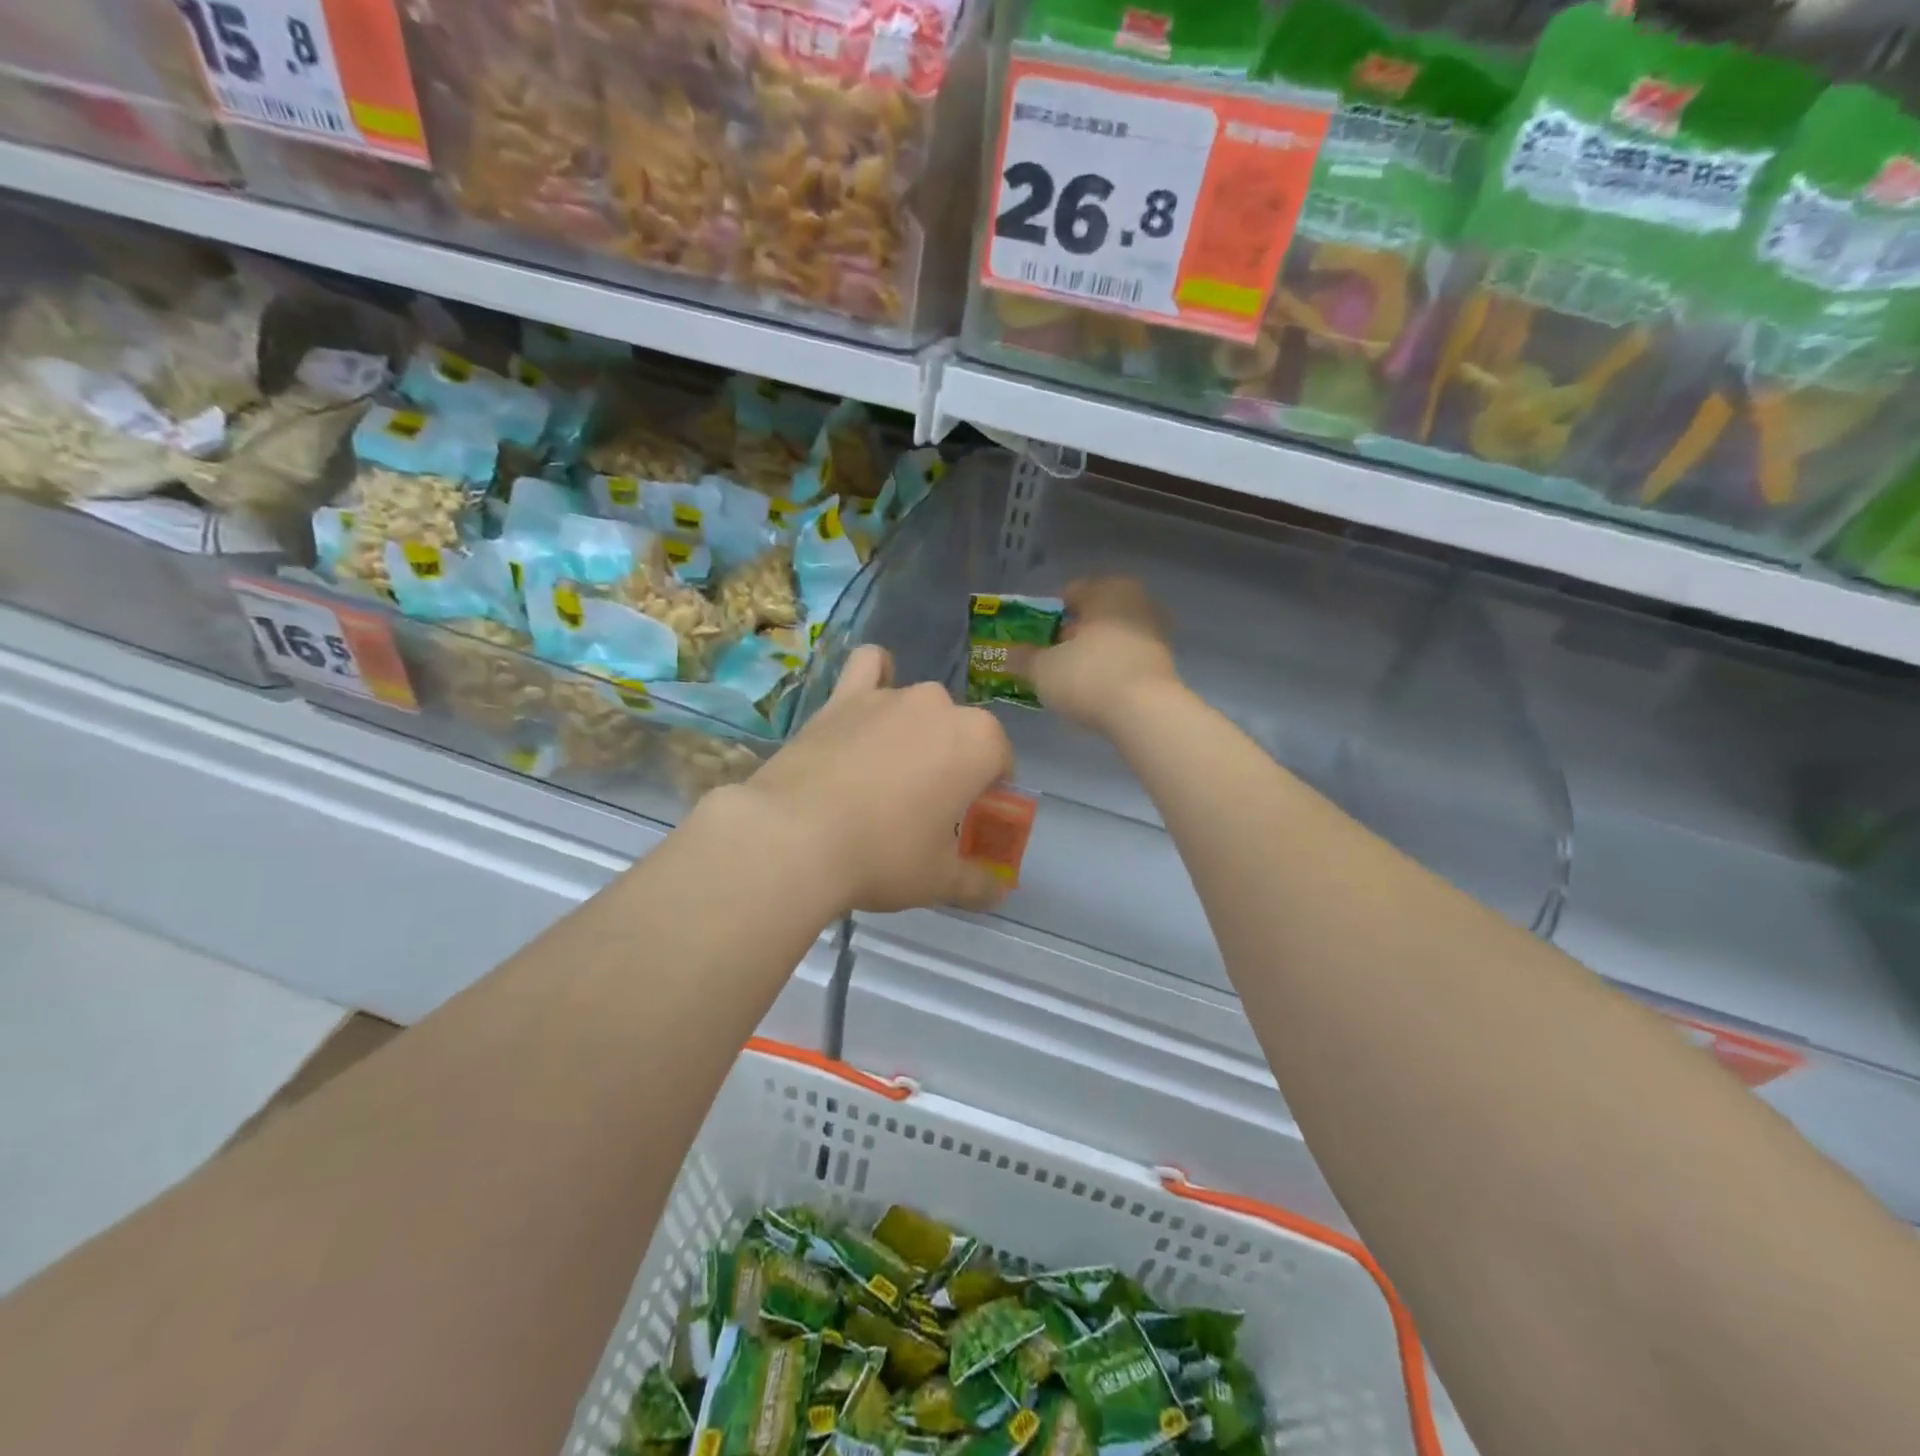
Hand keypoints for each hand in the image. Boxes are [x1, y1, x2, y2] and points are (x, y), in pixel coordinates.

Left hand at [734, 645, 1014, 914]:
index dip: (990, 793)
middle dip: (954, 763)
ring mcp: (889, 696)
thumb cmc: (883, 856)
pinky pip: (869, 667)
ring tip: (893, 769)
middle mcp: (939, 706)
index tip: (970, 821)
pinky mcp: (843, 697)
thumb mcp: (939, 880)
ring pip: (919, 705)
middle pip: (960, 733)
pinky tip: (870, 700)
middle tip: (929, 808)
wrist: (795, 837)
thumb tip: (997, 893)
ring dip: (918, 730)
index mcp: (978, 742)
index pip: (1000, 761)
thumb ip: (977, 883)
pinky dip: (876, 677)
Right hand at [1018, 577, 1178, 732]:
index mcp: (1106, 589)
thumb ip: (1023, 659)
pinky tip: (1099, 689)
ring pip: (1114, 635)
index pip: (1070, 593)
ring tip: (1074, 677)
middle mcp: (1135, 600)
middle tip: (1054, 656)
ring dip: (1095, 650)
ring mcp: (1156, 630)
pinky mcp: (1166, 660)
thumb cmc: (1088, 676)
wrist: (1145, 713)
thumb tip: (1007, 654)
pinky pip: (1128, 656)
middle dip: (1074, 632)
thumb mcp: (1043, 669)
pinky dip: (1113, 666)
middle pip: (1095, 613)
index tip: (1036, 639)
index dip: (1049, 616)